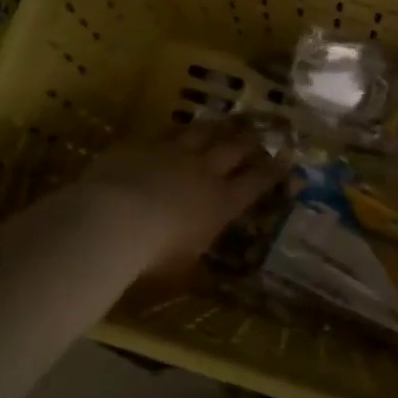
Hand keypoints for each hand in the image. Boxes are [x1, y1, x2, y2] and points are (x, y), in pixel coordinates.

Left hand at [74, 122, 284, 278]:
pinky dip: (176, 133)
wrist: (111, 220)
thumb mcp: (181, 270)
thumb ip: (195, 262)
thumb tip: (205, 273)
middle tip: (258, 134)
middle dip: (250, 141)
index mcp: (221, 203)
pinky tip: (176, 131)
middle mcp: (204, 171)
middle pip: (235, 148)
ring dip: (217, 128)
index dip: (273, 171)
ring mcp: (174, 152)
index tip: (286, 162)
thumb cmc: (152, 256)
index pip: (256, 182)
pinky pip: (166, 133)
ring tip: (224, 123)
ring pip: (203, 132)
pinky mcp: (145, 144)